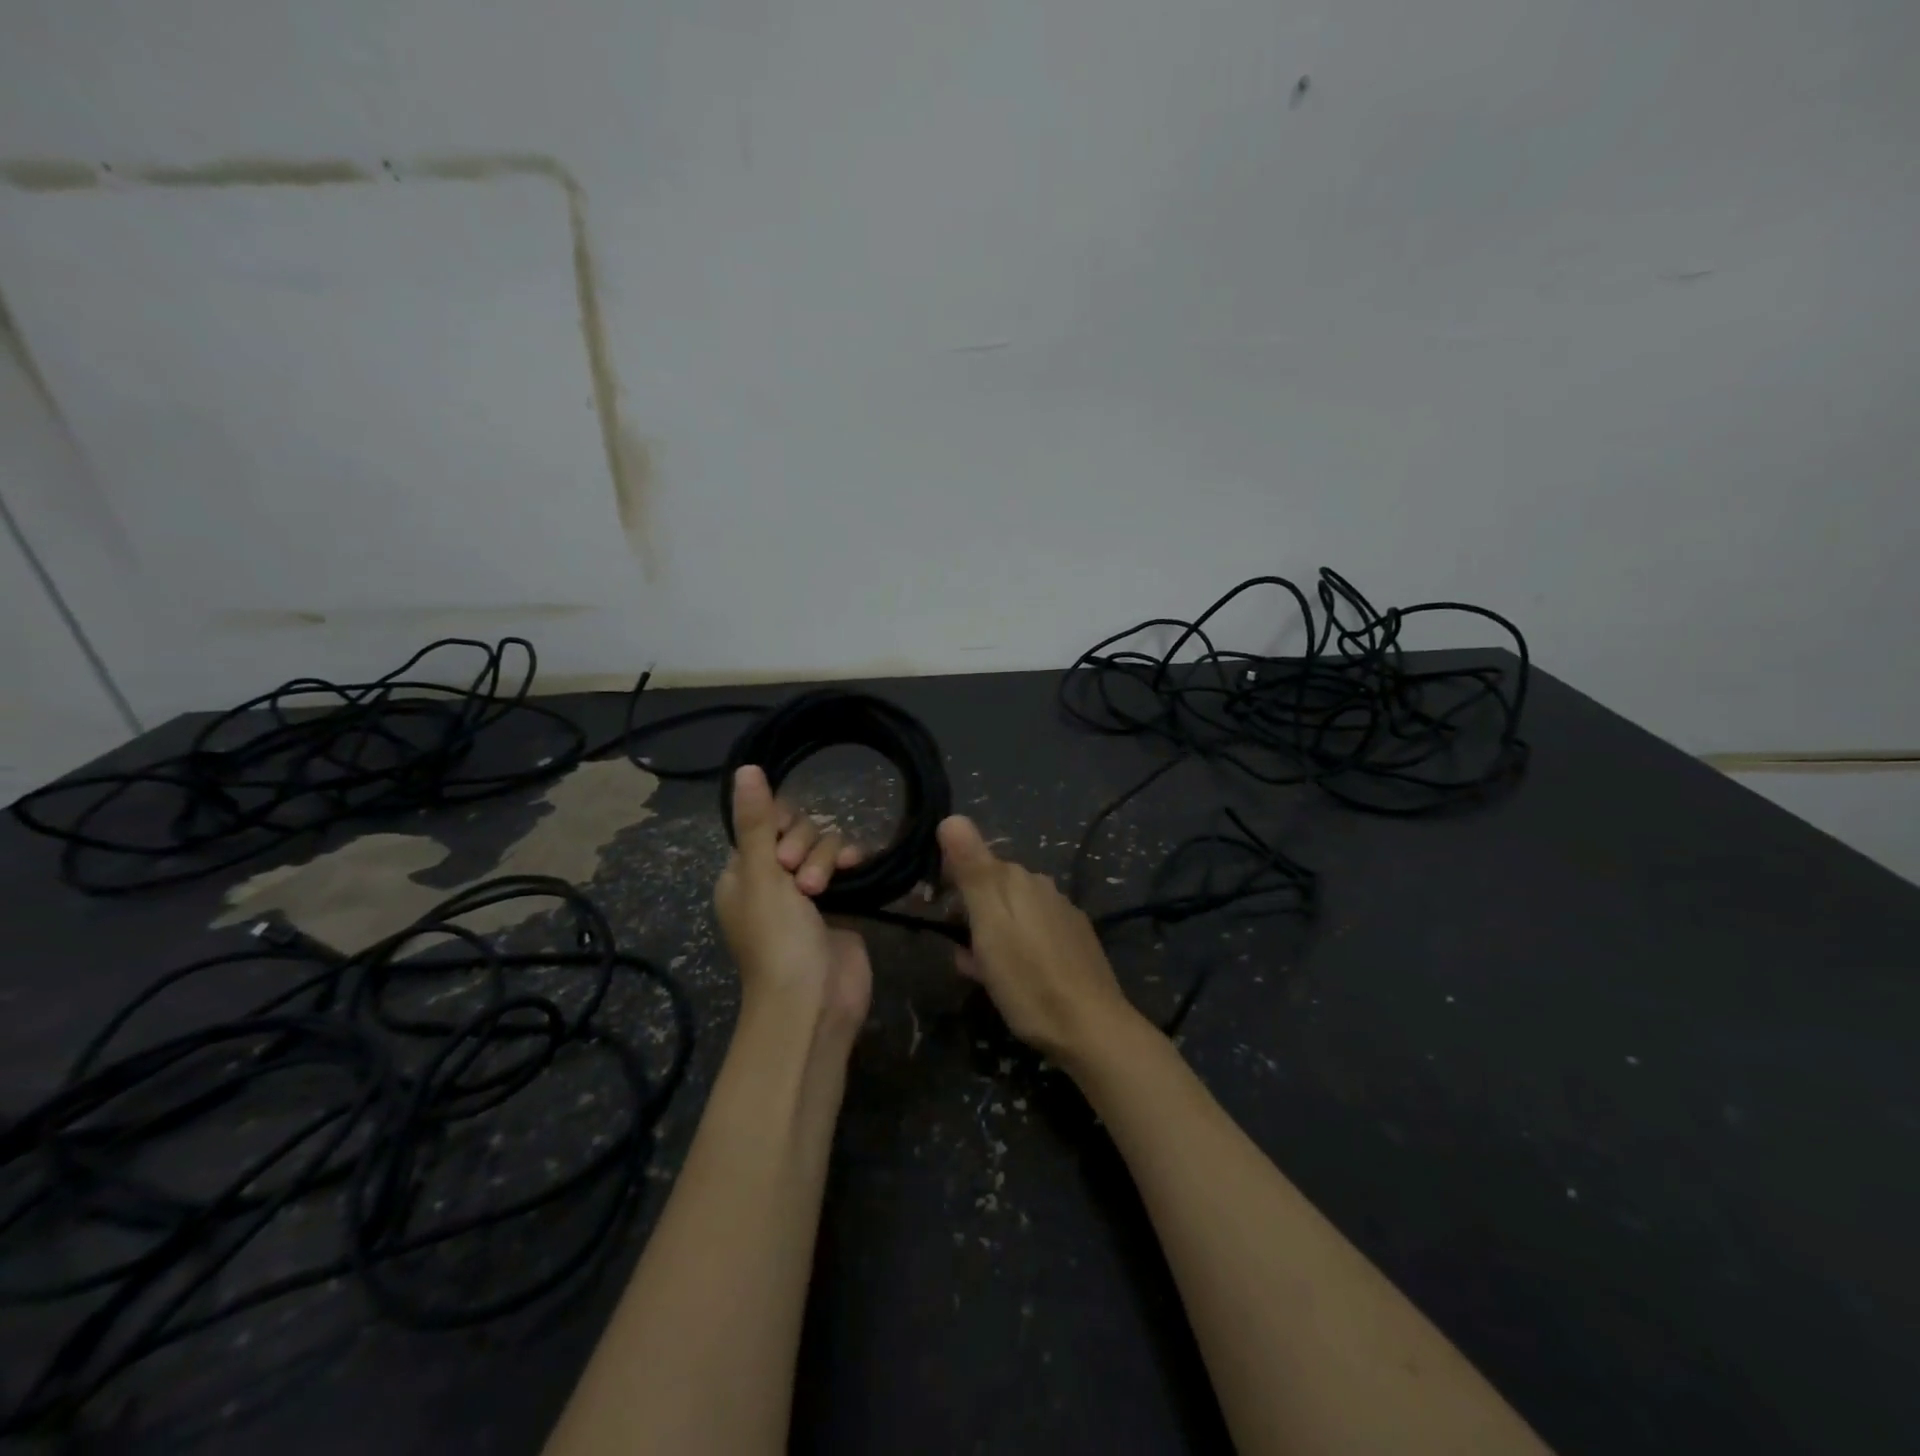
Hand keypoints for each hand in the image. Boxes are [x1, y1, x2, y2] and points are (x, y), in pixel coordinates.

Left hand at [714, 766, 871, 1046]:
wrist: (814, 1002)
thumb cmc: (777, 940)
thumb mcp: (761, 876)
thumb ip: (757, 822)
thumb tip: (745, 768)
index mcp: (742, 875)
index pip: (763, 824)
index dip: (779, 827)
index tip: (783, 850)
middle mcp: (773, 880)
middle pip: (797, 832)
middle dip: (805, 848)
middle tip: (802, 882)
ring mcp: (809, 893)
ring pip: (824, 847)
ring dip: (827, 859)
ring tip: (824, 891)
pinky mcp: (841, 904)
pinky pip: (847, 866)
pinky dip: (851, 862)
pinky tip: (860, 865)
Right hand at [937, 815, 1142, 1063]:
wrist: (1091, 1028)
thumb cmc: (1029, 979)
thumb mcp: (990, 925)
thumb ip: (972, 870)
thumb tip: (951, 817)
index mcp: (1018, 879)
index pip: (972, 862)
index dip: (948, 882)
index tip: (933, 910)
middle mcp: (1043, 887)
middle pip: (992, 889)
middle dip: (969, 913)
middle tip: (960, 953)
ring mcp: (1062, 914)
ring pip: (1011, 914)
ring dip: (990, 935)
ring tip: (981, 973)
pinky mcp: (1075, 941)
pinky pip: (1032, 933)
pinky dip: (1014, 948)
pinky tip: (1013, 977)